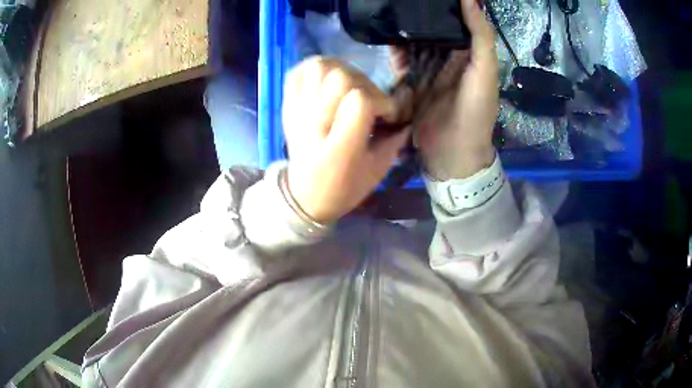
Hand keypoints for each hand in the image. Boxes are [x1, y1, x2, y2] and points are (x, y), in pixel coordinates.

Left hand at [282, 58, 409, 223]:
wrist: (304, 195)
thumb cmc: (344, 187)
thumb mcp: (377, 170)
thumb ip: (395, 138)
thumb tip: (407, 110)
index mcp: (338, 148)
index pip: (361, 101)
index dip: (383, 102)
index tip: (389, 116)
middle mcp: (313, 124)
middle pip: (340, 78)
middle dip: (365, 86)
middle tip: (371, 104)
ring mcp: (296, 112)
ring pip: (319, 67)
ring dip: (342, 72)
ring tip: (351, 89)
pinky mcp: (288, 105)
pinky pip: (298, 70)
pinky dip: (316, 69)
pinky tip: (328, 82)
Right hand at [392, 0, 498, 179]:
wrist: (452, 153)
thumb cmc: (475, 111)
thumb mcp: (485, 71)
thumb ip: (481, 36)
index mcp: (468, 54)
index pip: (456, 22)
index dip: (445, 7)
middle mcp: (447, 59)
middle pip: (432, 31)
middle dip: (419, 18)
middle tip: (402, 3)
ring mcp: (428, 71)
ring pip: (415, 44)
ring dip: (405, 32)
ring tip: (392, 16)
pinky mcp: (411, 83)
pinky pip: (401, 63)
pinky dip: (395, 53)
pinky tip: (388, 42)